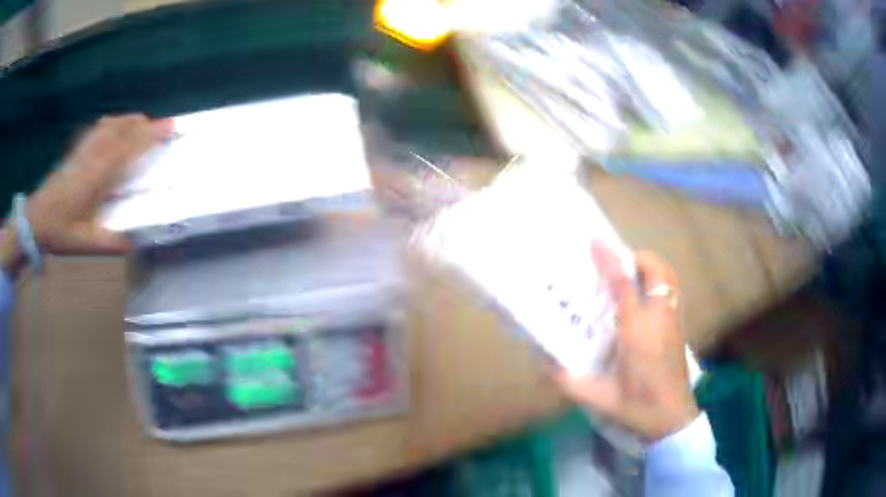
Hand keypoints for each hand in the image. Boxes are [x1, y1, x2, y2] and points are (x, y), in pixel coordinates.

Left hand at [0, 115, 171, 271]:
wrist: (34, 220)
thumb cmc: (58, 231)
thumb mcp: (83, 244)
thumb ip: (107, 244)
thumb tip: (132, 244)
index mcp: (96, 177)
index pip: (127, 148)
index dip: (149, 136)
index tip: (168, 127)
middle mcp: (92, 157)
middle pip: (121, 129)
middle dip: (144, 124)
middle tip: (163, 124)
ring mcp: (83, 151)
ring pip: (110, 125)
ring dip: (129, 120)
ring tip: (143, 122)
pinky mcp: (76, 151)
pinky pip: (97, 129)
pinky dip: (112, 123)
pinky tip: (114, 125)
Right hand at [553, 246, 698, 441]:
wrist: (671, 419)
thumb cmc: (636, 406)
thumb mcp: (597, 397)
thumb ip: (567, 381)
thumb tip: (543, 365)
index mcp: (637, 332)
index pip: (623, 285)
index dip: (609, 260)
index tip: (595, 241)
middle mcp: (659, 318)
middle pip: (657, 271)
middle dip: (638, 257)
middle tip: (618, 262)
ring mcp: (674, 321)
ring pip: (670, 278)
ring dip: (653, 267)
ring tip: (633, 274)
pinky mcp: (680, 329)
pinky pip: (674, 292)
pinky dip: (662, 282)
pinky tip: (647, 299)